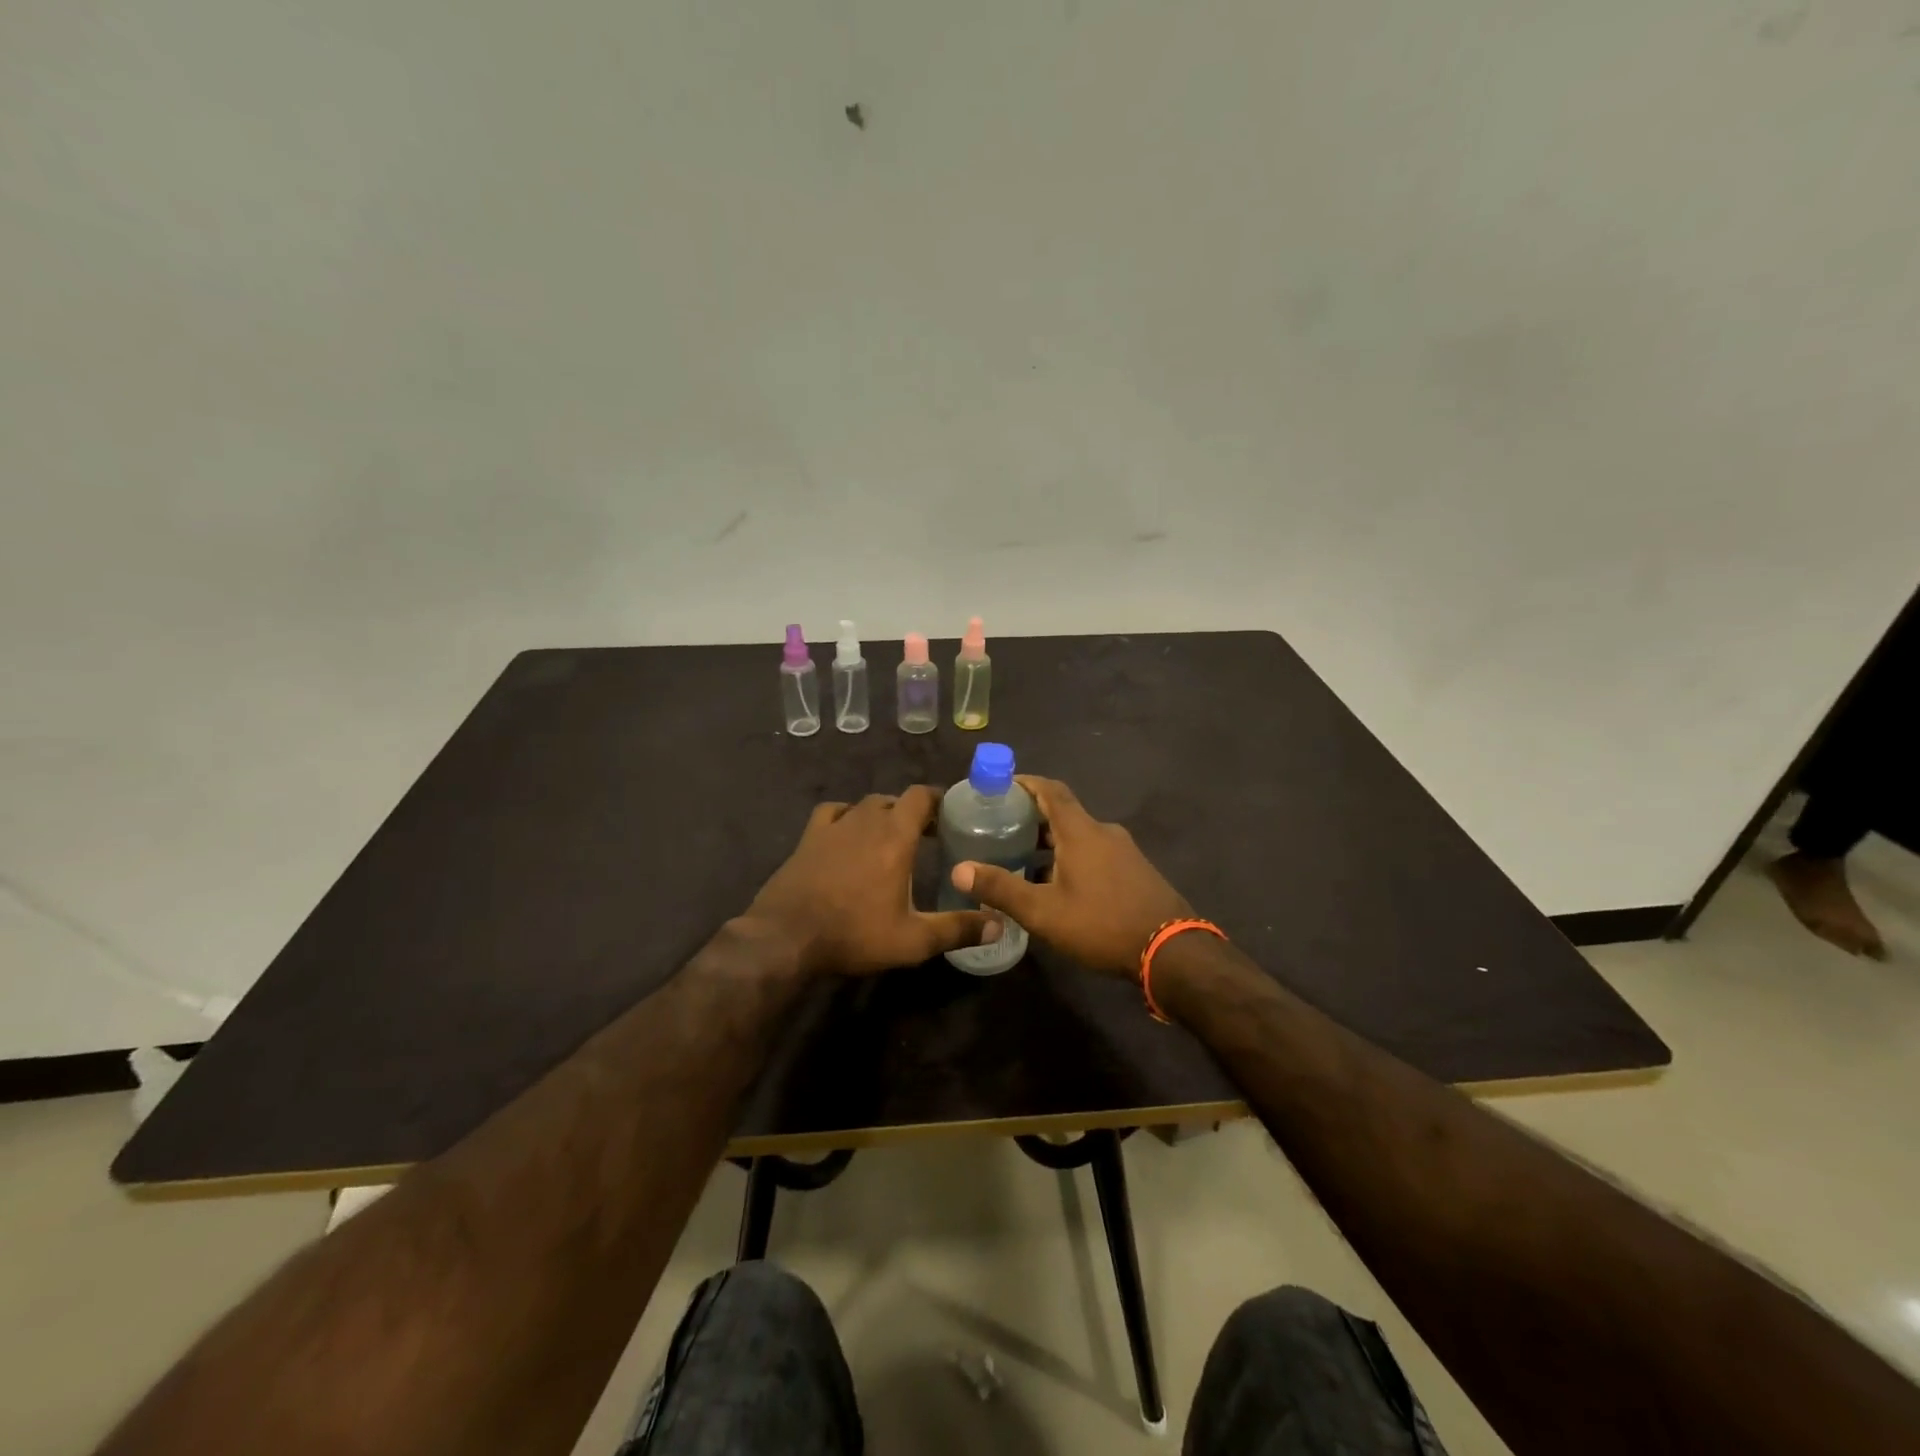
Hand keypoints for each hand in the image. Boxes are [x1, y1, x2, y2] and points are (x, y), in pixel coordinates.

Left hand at [748, 786, 997, 976]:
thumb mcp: (913, 940)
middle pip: (895, 800)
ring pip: (865, 805)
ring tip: (890, 837)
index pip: (921, 796)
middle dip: (914, 812)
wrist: (786, 936)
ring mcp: (833, 826)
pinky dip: (846, 816)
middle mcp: (866, 820)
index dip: (939, 799)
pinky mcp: (808, 837)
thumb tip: (999, 925)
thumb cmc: (854, 933)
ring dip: (882, 815)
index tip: (952, 814)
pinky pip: (832, 812)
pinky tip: (848, 834)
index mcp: (895, 836)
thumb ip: (958, 929)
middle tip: (929, 836)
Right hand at [951, 776, 1191, 977]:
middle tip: (999, 828)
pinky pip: (1094, 852)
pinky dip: (1070, 857)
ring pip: (1078, 835)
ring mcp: (1124, 851)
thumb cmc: (1102, 924)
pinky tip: (1056, 885)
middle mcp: (1103, 832)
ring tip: (1020, 859)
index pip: (1050, 789)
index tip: (998, 786)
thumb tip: (958, 869)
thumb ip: (1001, 889)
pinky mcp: (1134, 871)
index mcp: (1081, 831)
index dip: (1024, 783)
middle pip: (1063, 812)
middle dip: (1030, 817)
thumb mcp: (1044, 911)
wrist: (1172, 952)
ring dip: (1050, 841)